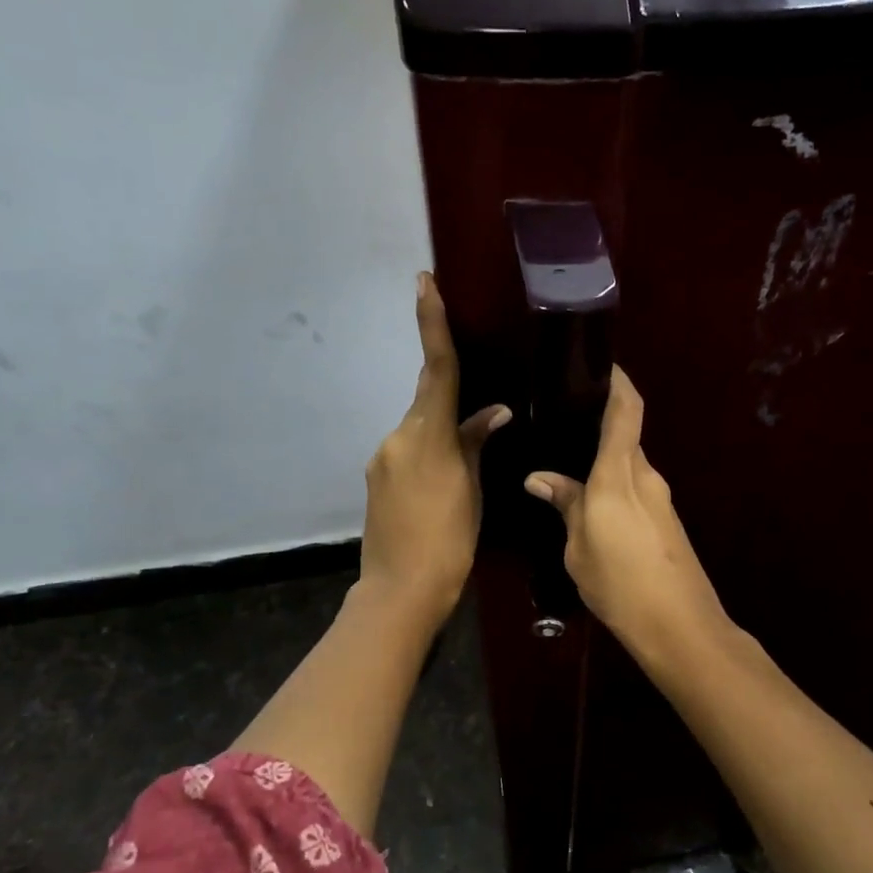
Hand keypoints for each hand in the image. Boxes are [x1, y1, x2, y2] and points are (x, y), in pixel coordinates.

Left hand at [359, 272, 509, 625]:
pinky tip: (443, 486)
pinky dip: (428, 456)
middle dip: (450, 399)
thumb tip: (495, 413)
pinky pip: (407, 453)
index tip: (424, 283)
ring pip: (419, 430)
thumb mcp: (472, 490)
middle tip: (480, 422)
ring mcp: (382, 459)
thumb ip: (477, 445)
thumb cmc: (449, 540)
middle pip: (428, 401)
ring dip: (441, 437)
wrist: (401, 590)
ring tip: (466, 471)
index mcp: (426, 435)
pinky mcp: (376, 480)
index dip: (431, 323)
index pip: (437, 368)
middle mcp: (398, 437)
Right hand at [525, 366, 728, 658]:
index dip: (618, 382)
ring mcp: (661, 499)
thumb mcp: (579, 547)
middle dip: (599, 425)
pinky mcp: (666, 521)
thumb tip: (540, 478)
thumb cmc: (620, 583)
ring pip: (628, 466)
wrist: (679, 625)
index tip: (601, 365)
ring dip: (604, 463)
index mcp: (619, 474)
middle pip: (626, 436)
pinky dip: (613, 487)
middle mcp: (646, 477)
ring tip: (568, 468)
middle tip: (561, 424)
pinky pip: (635, 490)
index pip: (626, 411)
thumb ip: (564, 505)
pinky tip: (591, 505)